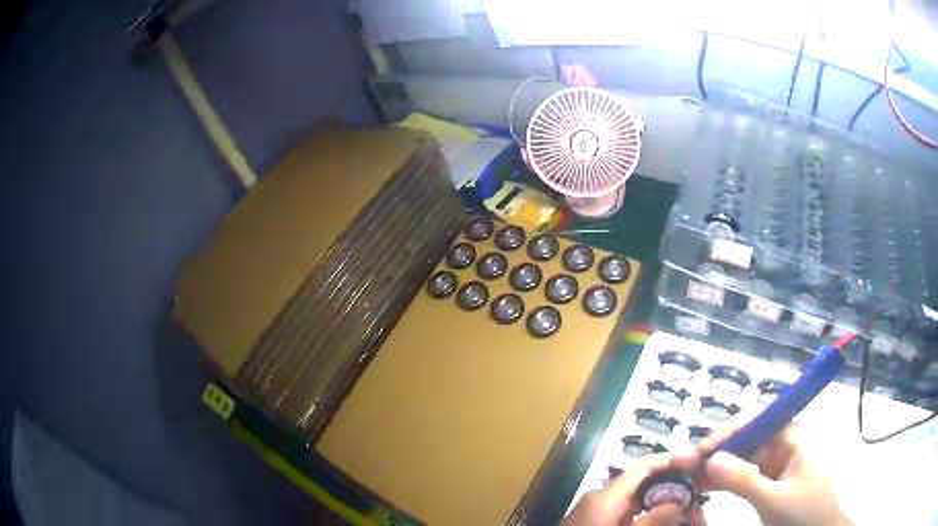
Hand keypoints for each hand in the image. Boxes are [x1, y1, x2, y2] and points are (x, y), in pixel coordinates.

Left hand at [562, 453, 703, 525]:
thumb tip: (679, 501)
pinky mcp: (591, 518)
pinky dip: (640, 511)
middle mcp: (599, 495)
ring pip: (631, 496)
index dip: (668, 460)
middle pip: (639, 481)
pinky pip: (620, 509)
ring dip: (655, 499)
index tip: (693, 462)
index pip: (642, 466)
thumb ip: (652, 521)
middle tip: (692, 491)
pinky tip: (654, 518)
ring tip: (680, 504)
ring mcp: (593, 507)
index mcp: (606, 496)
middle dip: (666, 484)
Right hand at [693, 420, 851, 525]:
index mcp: (795, 435)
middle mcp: (788, 441)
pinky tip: (711, 486)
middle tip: (689, 468)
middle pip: (750, 436)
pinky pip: (749, 471)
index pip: (758, 420)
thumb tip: (710, 460)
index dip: (728, 431)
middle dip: (720, 450)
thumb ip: (744, 480)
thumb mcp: (774, 500)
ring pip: (747, 454)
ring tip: (694, 478)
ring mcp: (782, 460)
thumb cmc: (804, 514)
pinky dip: (729, 478)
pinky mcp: (776, 477)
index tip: (700, 452)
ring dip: (721, 465)